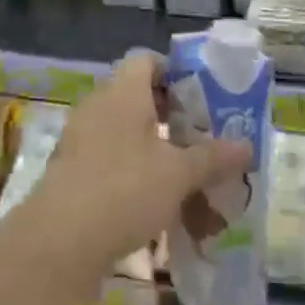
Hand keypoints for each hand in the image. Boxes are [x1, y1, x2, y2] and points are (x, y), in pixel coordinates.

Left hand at [21, 51, 250, 285]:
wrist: (57, 244)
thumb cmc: (123, 191)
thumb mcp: (178, 175)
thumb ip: (212, 157)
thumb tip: (247, 145)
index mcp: (123, 92)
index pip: (147, 60)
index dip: (175, 72)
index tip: (202, 98)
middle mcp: (99, 107)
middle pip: (139, 98)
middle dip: (172, 118)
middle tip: (203, 140)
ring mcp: (81, 140)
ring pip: (127, 134)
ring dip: (156, 151)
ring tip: (188, 178)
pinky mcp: (73, 172)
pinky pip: (111, 161)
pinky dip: (135, 175)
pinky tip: (159, 206)